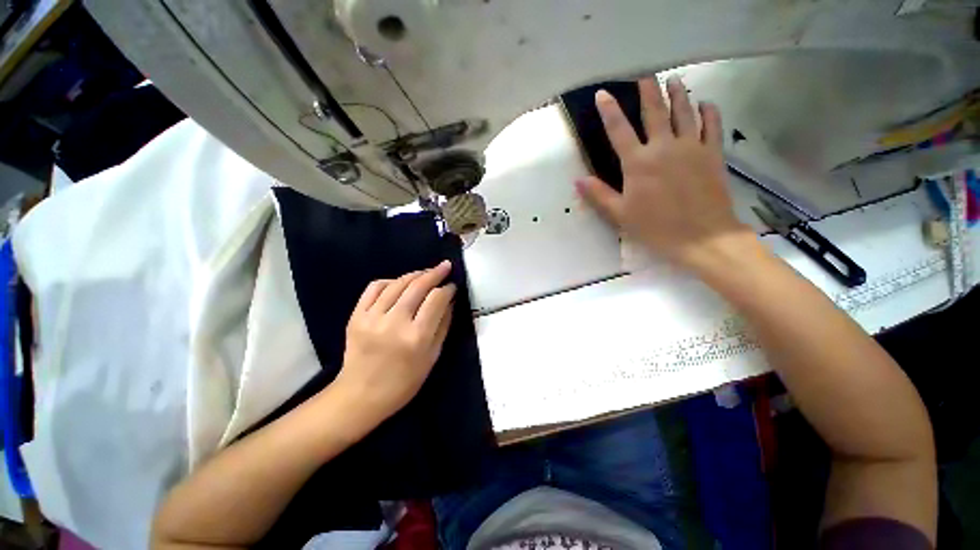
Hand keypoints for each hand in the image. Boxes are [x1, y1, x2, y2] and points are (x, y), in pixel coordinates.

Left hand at [332, 261, 456, 428]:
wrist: (360, 396)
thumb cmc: (404, 382)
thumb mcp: (432, 357)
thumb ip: (443, 325)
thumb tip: (450, 300)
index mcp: (417, 337)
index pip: (436, 299)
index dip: (447, 289)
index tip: (452, 286)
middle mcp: (395, 323)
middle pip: (418, 286)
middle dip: (435, 273)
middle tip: (445, 266)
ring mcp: (372, 318)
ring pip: (397, 283)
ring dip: (415, 274)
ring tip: (426, 272)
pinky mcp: (356, 316)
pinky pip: (374, 288)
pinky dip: (390, 280)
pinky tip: (399, 282)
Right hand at [576, 76, 754, 270]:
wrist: (701, 236)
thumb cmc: (655, 227)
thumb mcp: (620, 214)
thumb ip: (599, 195)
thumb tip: (578, 180)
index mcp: (638, 163)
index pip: (619, 130)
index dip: (609, 111)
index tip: (603, 93)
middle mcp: (664, 147)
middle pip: (655, 112)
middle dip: (648, 91)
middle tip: (645, 75)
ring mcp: (692, 147)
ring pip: (685, 112)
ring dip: (678, 94)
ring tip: (674, 80)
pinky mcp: (713, 154)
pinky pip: (712, 125)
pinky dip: (709, 111)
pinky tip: (706, 104)